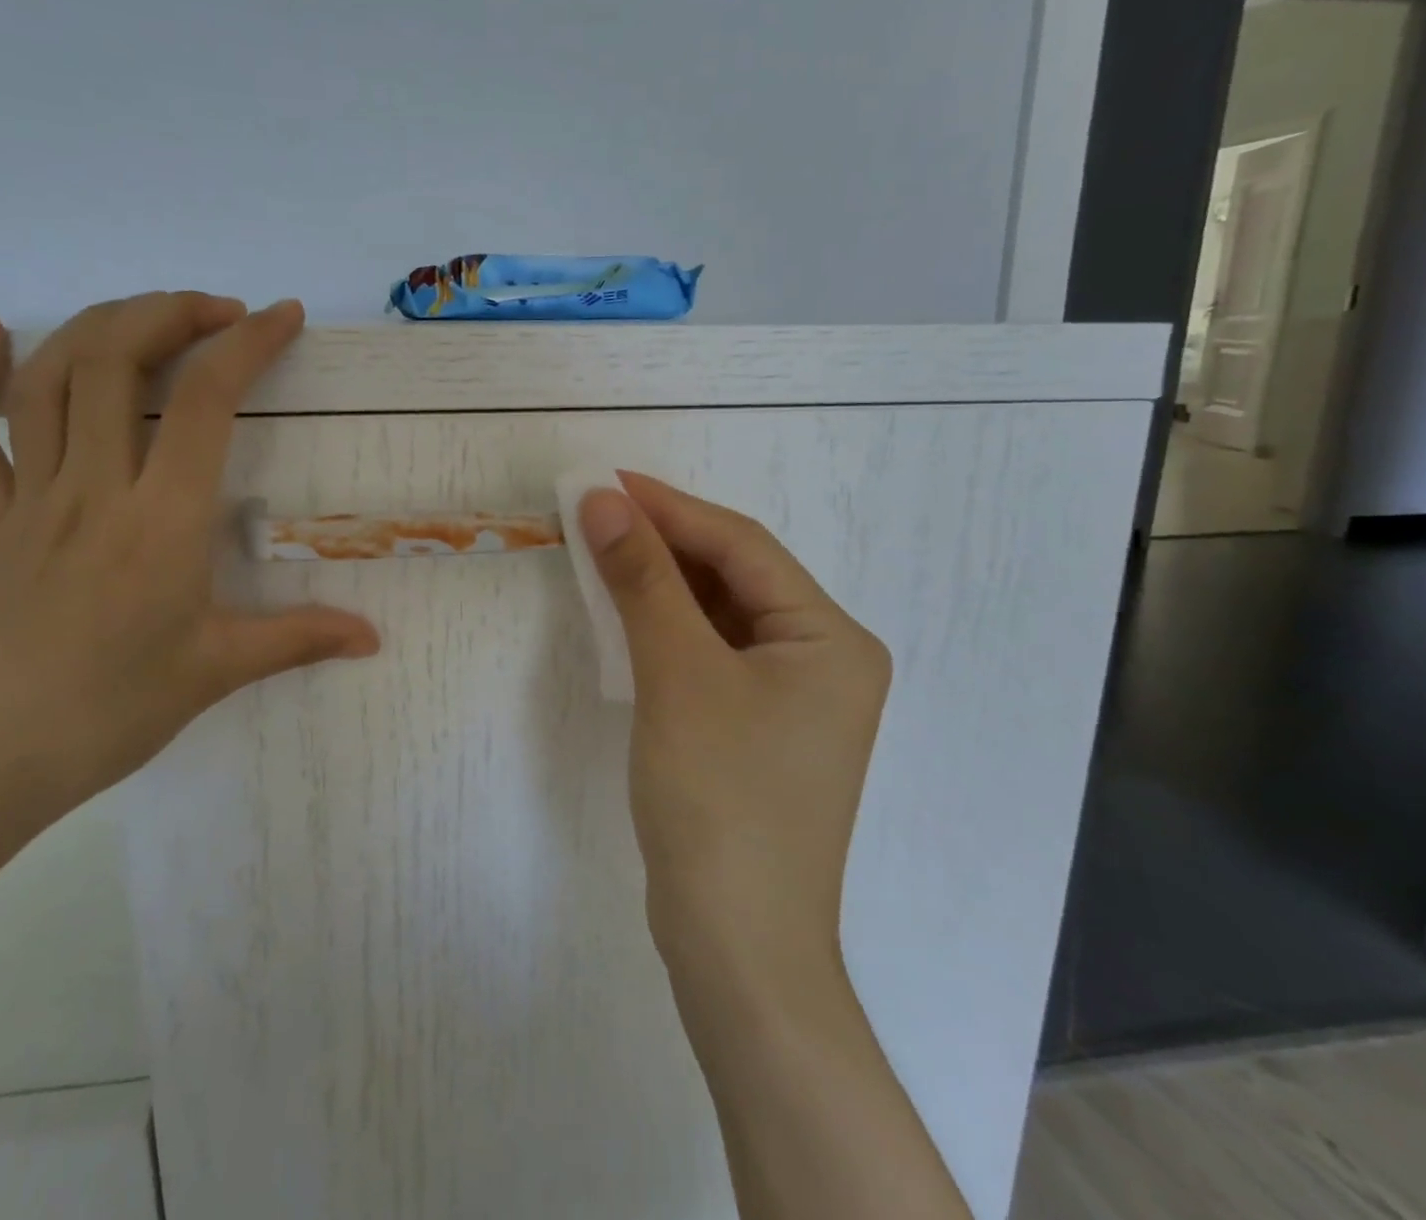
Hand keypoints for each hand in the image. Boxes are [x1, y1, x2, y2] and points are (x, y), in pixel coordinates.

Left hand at [0, 293, 379, 872]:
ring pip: (47, 381)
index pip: (206, 402)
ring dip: (97, 327)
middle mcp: (93, 489)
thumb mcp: (215, 673)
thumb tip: (373, 637)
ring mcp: (28, 500)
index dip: (247, 344)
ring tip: (148, 315)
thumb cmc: (104, 716)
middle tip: (219, 311)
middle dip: (171, 313)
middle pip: (116, 361)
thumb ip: (299, 640)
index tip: (283, 316)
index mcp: (160, 521)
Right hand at [576, 473, 889, 997]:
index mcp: (830, 638)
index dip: (670, 508)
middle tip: (595, 512)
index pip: (742, 547)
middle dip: (663, 542)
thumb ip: (642, 580)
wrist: (735, 944)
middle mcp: (822, 659)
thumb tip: (601, 501)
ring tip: (600, 550)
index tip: (604, 481)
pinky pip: (707, 653)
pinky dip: (664, 628)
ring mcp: (789, 697)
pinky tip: (624, 613)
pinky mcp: (754, 726)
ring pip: (717, 614)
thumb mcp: (677, 674)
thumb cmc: (720, 798)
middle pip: (733, 576)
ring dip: (659, 583)